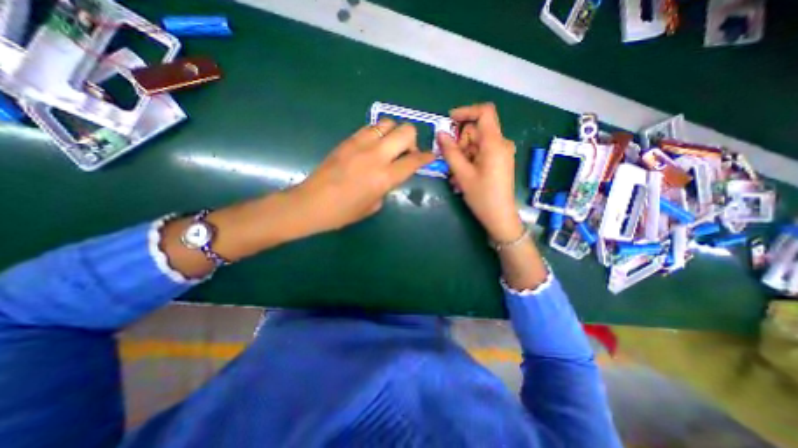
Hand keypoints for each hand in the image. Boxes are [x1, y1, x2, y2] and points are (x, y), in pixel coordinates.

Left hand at [290, 122, 433, 232]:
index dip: (426, 157)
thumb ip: (387, 187)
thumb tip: (390, 176)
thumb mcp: (374, 205)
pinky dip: (378, 134)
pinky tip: (372, 147)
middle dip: (412, 140)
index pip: (414, 160)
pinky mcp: (348, 140)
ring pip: (388, 123)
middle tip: (406, 153)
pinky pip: (370, 128)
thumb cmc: (344, 212)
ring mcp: (360, 144)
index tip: (430, 156)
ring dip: (394, 133)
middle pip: (406, 131)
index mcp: (385, 177)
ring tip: (388, 147)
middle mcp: (376, 155)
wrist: (312, 203)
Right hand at [435, 104, 525, 243]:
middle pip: (476, 131)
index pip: (484, 112)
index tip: (449, 120)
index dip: (466, 111)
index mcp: (495, 143)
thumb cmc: (482, 196)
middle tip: (453, 164)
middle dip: (460, 144)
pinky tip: (463, 178)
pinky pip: (480, 153)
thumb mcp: (463, 174)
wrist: (500, 217)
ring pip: (475, 144)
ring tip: (457, 177)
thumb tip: (440, 133)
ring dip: (462, 156)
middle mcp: (501, 143)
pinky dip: (469, 162)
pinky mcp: (498, 161)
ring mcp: (500, 153)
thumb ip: (450, 152)